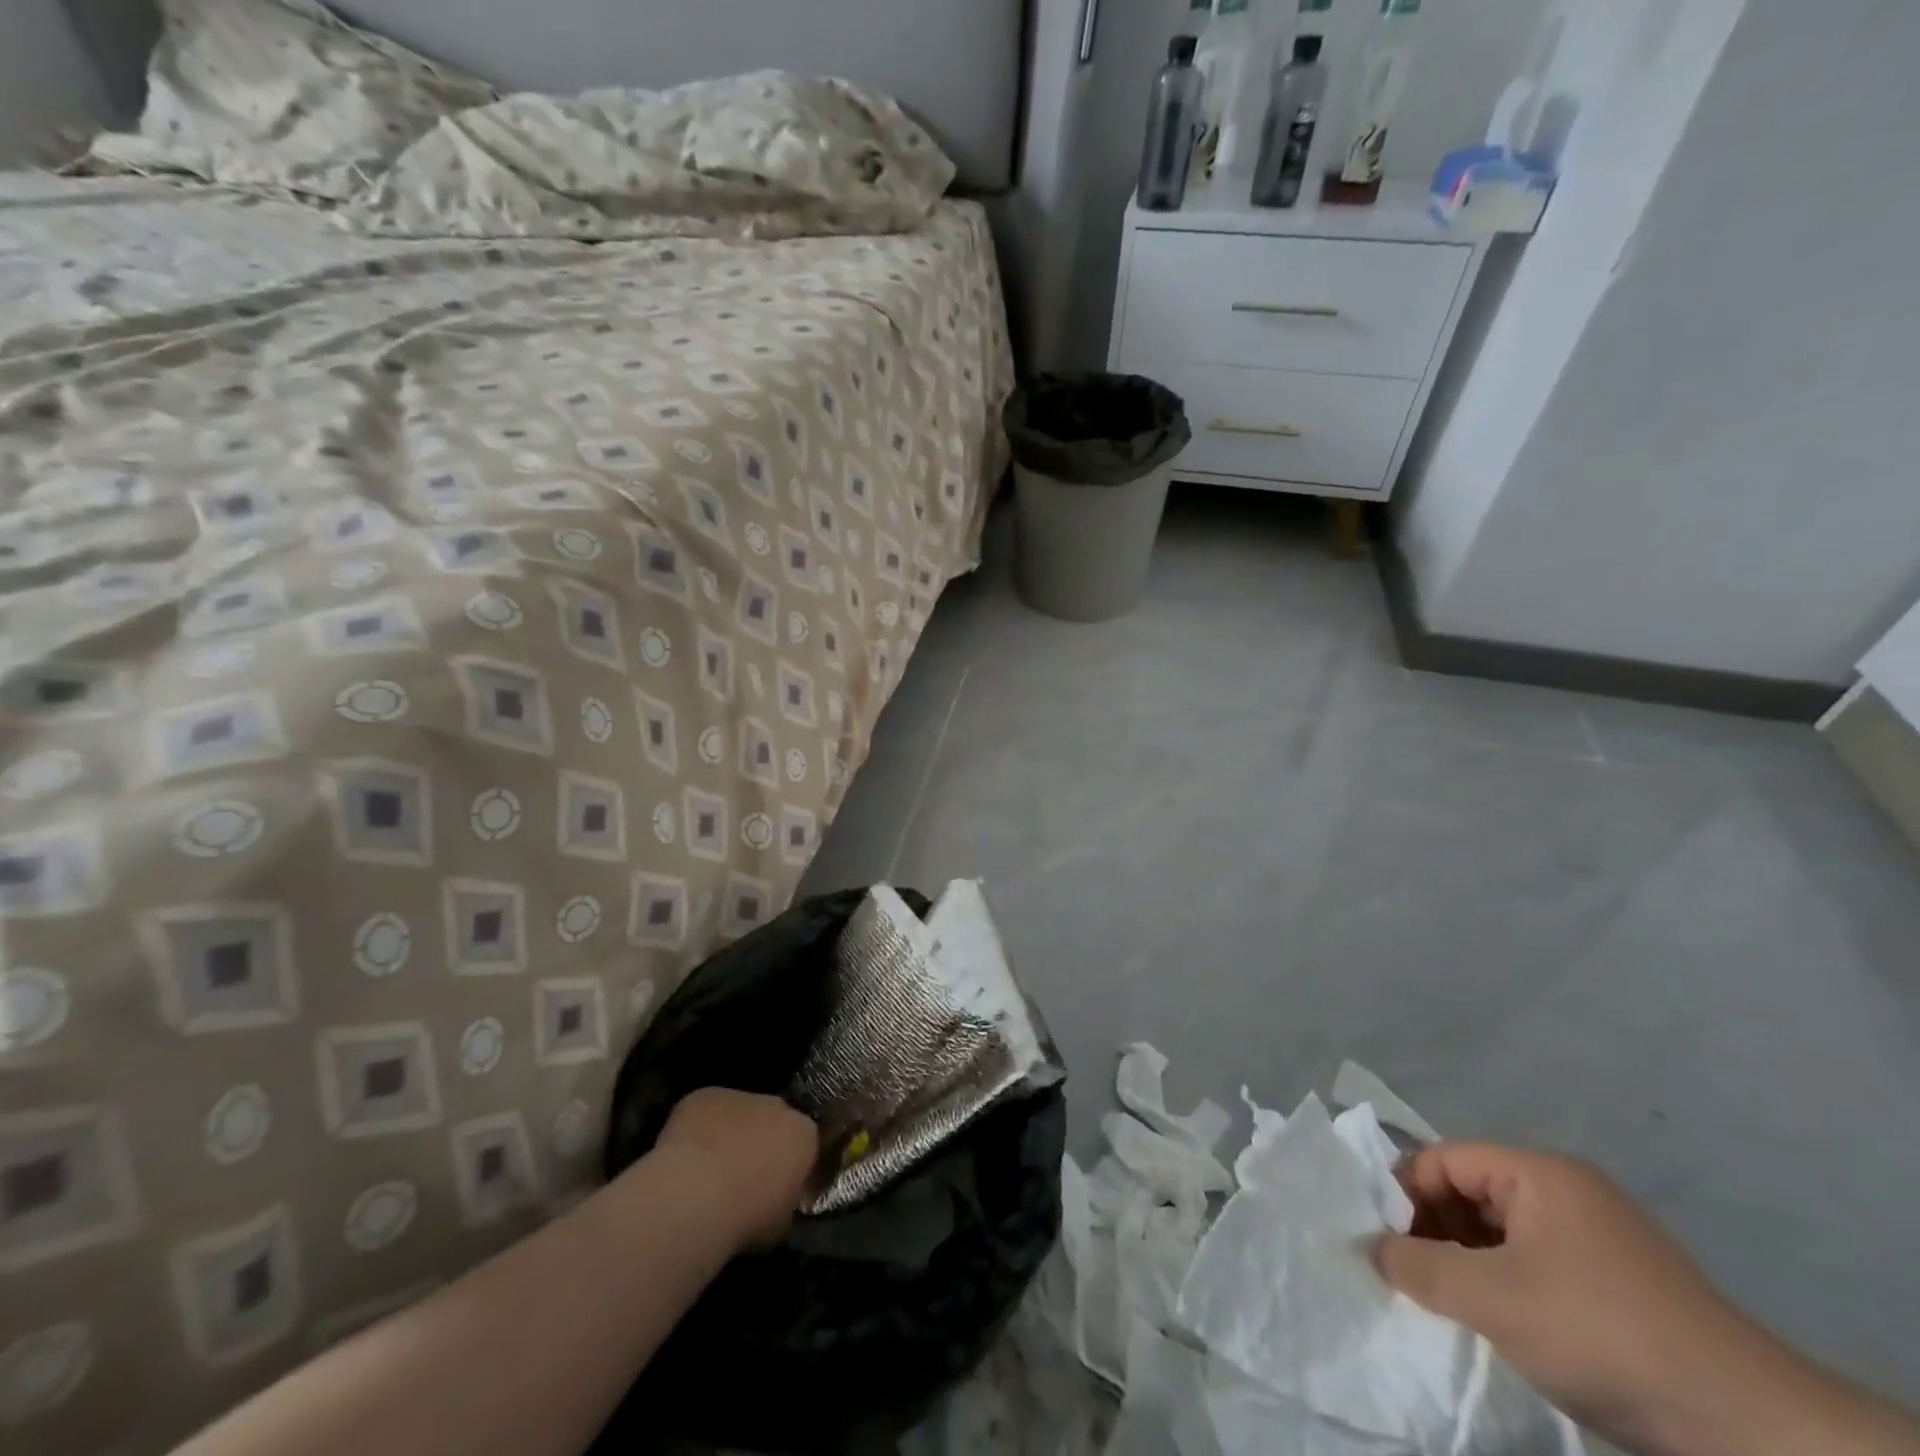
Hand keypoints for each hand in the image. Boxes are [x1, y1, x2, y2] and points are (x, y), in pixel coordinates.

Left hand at [656, 1088, 818, 1249]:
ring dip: (729, 1134)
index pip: (804, 1143)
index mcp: (803, 1135)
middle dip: (761, 1142)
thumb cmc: (747, 1217)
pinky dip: (698, 1129)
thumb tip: (777, 1201)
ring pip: (737, 1113)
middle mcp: (777, 1106)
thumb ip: (785, 1202)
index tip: (775, 1188)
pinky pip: (705, 1112)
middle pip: (772, 1120)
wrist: (697, 1193)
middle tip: (742, 1177)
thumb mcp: (780, 1224)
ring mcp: (739, 1096)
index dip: (789, 1164)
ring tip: (707, 1170)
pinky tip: (684, 1158)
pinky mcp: (704, 1095)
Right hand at [1371, 1143, 1763, 1452]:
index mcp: (1538, 1172)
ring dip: (1468, 1260)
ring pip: (1504, 1232)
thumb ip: (1418, 1266)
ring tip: (1448, 1302)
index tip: (1382, 1241)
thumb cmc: (1600, 1332)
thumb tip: (1371, 1247)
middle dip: (1434, 1230)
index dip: (1404, 1194)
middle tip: (1409, 1274)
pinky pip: (1540, 1263)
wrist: (1749, 1427)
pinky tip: (1501, 1321)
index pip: (1442, 1160)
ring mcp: (1601, 1237)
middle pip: (1471, 1192)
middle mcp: (1568, 1190)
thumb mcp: (1492, 1299)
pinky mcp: (1623, 1283)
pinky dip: (1508, 1283)